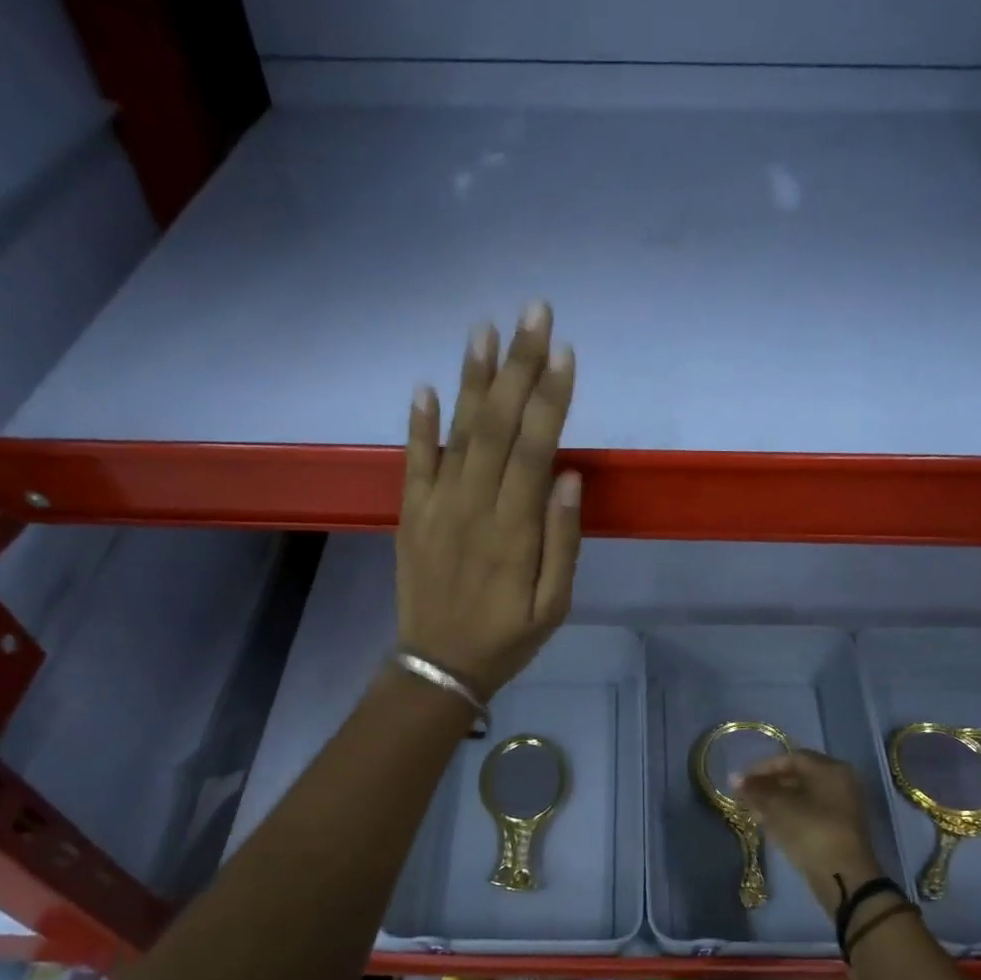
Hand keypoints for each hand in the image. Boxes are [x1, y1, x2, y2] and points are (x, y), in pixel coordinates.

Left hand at [396, 303, 580, 696]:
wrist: (439, 666)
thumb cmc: (507, 639)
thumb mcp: (553, 606)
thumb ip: (562, 542)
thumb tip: (569, 478)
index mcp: (514, 531)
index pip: (535, 450)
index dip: (551, 399)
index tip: (564, 351)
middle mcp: (473, 507)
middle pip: (499, 427)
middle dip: (519, 367)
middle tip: (534, 312)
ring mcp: (436, 508)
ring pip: (458, 433)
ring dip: (473, 380)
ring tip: (484, 329)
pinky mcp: (411, 515)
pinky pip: (414, 462)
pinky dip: (419, 423)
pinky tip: (425, 385)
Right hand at [735, 751, 884, 910]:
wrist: (842, 876)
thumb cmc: (810, 830)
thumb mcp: (777, 807)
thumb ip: (755, 790)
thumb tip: (733, 777)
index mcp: (830, 769)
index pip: (791, 758)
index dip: (762, 768)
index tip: (741, 781)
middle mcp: (841, 782)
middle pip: (798, 776)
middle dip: (768, 785)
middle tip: (745, 797)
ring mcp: (842, 806)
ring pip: (803, 796)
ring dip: (776, 802)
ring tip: (753, 812)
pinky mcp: (839, 828)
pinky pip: (810, 812)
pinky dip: (789, 815)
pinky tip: (770, 825)